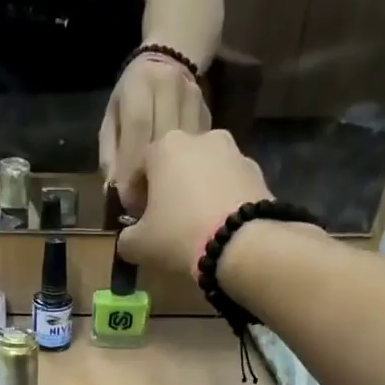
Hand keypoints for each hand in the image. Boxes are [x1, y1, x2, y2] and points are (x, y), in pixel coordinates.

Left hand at [98, 55, 209, 211]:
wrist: (172, 57)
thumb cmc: (132, 94)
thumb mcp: (112, 117)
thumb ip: (109, 153)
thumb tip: (113, 190)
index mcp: (140, 85)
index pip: (138, 129)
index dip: (132, 168)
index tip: (127, 200)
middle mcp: (170, 87)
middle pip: (164, 141)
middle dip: (152, 179)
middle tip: (143, 209)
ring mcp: (195, 100)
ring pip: (185, 149)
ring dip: (172, 180)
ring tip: (159, 203)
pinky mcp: (210, 116)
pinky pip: (199, 152)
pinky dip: (187, 173)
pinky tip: (177, 188)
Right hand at [117, 129, 272, 280]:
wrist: (243, 243)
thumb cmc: (179, 235)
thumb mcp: (139, 245)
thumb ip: (126, 238)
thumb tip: (128, 238)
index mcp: (165, 146)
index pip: (139, 167)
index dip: (135, 195)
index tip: (137, 218)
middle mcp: (201, 138)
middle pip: (176, 165)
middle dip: (169, 189)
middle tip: (167, 221)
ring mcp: (234, 152)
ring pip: (206, 173)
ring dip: (199, 192)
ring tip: (197, 226)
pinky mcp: (258, 171)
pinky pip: (230, 185)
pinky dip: (223, 200)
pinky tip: (220, 226)